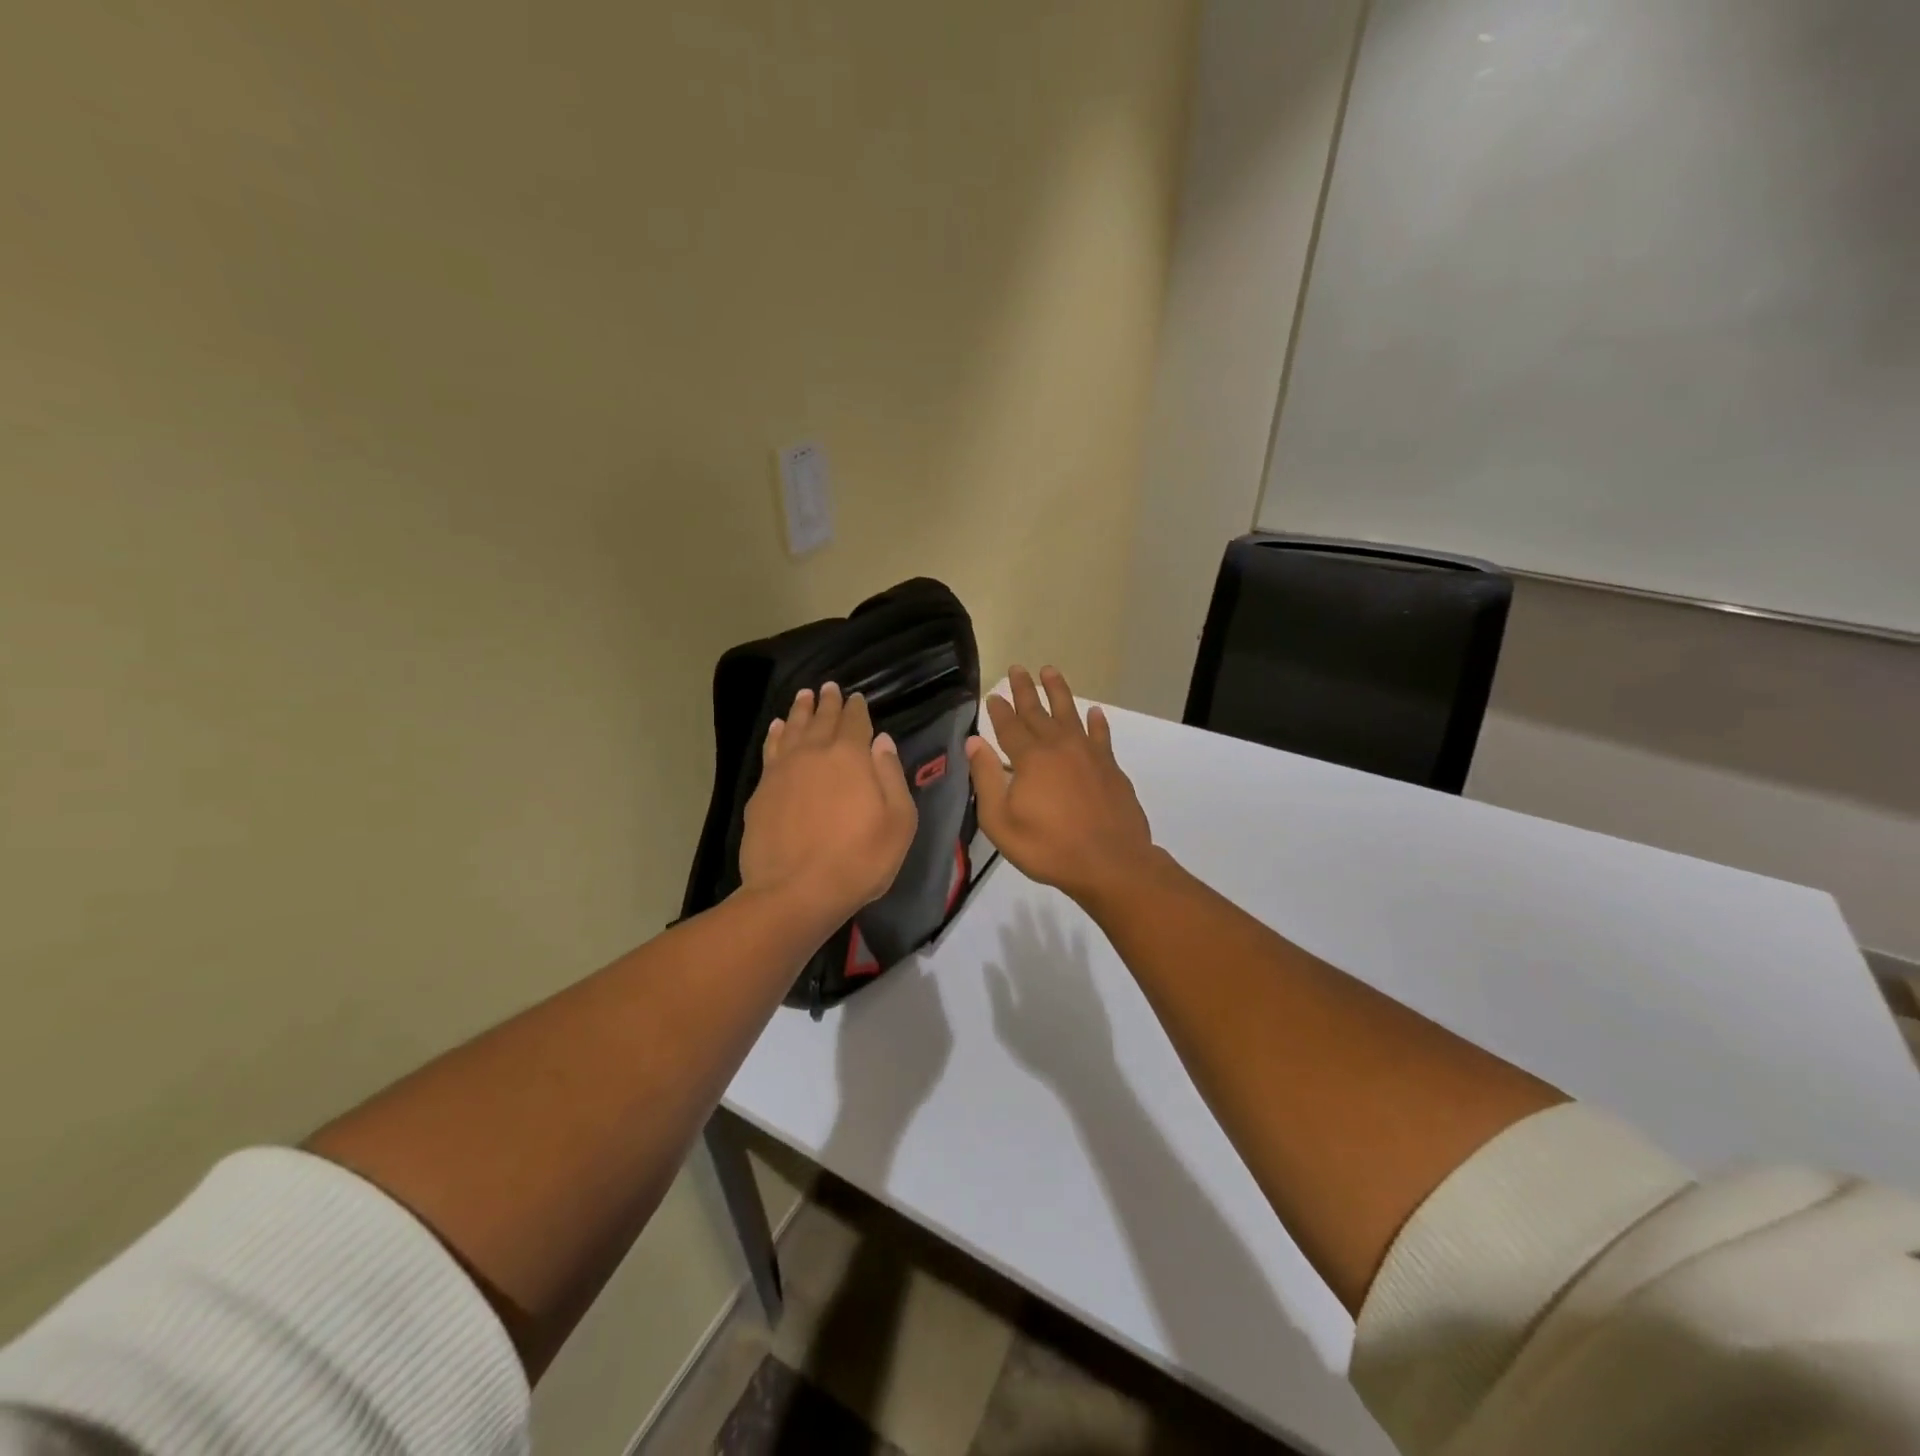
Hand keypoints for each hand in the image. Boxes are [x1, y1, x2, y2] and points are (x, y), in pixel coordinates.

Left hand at [740, 684, 918, 928]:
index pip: (855, 722)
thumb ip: (891, 776)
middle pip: (822, 719)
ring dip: (800, 711)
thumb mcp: (898, 822)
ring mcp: (783, 771)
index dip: (857, 708)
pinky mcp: (761, 791)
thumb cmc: (858, 860)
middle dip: (828, 702)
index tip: (856, 697)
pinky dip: (776, 735)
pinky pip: (770, 750)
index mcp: (851, 757)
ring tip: (803, 696)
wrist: (794, 892)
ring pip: (793, 729)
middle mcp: (814, 753)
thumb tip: (882, 741)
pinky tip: (778, 728)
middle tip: (829, 687)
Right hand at [965, 666, 1156, 907]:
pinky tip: (1095, 713)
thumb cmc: (1048, 848)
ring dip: (1058, 692)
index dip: (999, 710)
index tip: (993, 693)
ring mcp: (1088, 754)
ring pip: (1070, 714)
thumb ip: (986, 779)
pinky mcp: (1110, 767)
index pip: (1009, 726)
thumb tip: (974, 742)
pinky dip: (1097, 722)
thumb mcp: (1001, 822)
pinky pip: (1101, 736)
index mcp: (1030, 759)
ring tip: (1049, 671)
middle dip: (1024, 690)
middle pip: (1038, 711)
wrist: (1111, 863)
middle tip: (1016, 668)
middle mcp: (1059, 747)